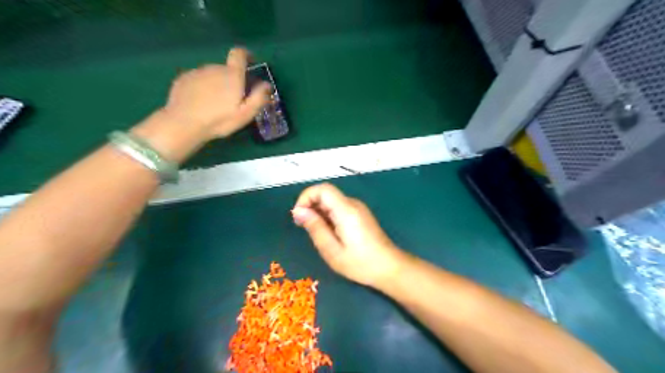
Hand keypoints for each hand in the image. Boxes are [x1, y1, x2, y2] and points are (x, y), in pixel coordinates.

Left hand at [131, 46, 270, 162]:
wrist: (183, 124)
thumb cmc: (219, 120)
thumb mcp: (245, 113)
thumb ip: (258, 97)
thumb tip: (267, 84)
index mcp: (231, 75)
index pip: (239, 54)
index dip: (246, 55)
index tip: (250, 63)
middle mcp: (214, 68)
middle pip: (226, 68)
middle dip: (232, 79)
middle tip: (233, 99)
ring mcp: (197, 72)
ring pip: (212, 74)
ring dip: (217, 84)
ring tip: (215, 103)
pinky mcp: (183, 79)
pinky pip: (198, 79)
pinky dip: (203, 87)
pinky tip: (201, 103)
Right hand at [292, 185, 408, 286]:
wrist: (389, 267)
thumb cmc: (360, 263)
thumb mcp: (332, 250)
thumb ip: (315, 228)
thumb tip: (299, 211)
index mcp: (346, 210)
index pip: (322, 189)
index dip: (306, 197)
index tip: (298, 216)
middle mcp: (353, 204)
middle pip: (326, 194)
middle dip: (310, 206)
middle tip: (303, 227)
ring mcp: (358, 208)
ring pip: (332, 201)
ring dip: (318, 212)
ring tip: (316, 233)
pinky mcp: (360, 215)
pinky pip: (339, 208)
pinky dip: (328, 216)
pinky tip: (328, 233)